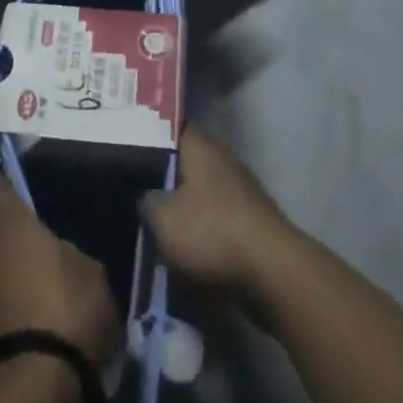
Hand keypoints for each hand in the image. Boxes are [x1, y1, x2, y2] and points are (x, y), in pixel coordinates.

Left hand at [0, 180, 120, 365]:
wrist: (35, 387)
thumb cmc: (68, 310)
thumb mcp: (91, 272)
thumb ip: (70, 254)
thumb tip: (60, 255)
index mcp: (10, 227)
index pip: (0, 190)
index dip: (10, 189)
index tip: (22, 193)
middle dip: (14, 246)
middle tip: (43, 259)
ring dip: (9, 283)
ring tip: (39, 302)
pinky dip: (8, 316)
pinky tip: (32, 332)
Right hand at [142, 127, 298, 300]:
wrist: (274, 274)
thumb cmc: (212, 233)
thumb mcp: (162, 218)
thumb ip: (147, 201)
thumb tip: (146, 196)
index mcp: (201, 146)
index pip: (171, 127)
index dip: (150, 135)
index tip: (128, 148)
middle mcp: (224, 160)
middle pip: (187, 161)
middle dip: (165, 176)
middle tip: (135, 188)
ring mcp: (243, 191)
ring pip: (203, 192)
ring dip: (184, 207)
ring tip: (156, 222)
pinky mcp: (253, 223)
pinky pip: (218, 220)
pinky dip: (203, 231)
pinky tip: (185, 247)